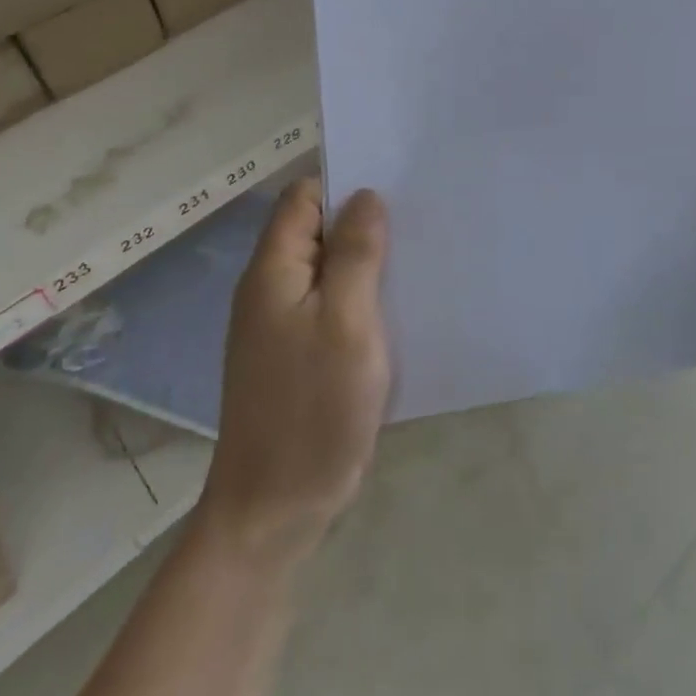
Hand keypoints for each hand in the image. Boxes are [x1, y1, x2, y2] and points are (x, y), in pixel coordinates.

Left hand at [197, 178, 390, 565]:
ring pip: (331, 271)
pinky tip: (402, 308)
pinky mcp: (302, 355)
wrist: (276, 508)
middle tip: (421, 223)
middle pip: (319, 232)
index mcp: (274, 270)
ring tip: (422, 259)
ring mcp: (286, 324)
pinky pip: (335, 307)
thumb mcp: (345, 322)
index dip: (345, 186)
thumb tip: (365, 196)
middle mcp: (273, 289)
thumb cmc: (313, 409)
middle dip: (365, 224)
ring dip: (369, 264)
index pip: (304, 199)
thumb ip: (354, 254)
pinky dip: (365, 300)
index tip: (396, 189)